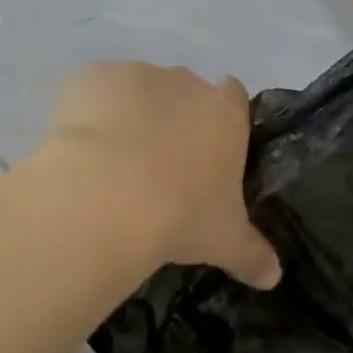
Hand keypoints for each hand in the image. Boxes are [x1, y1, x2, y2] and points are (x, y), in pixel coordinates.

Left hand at [44, 61, 281, 288]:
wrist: (105, 196)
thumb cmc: (179, 214)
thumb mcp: (224, 241)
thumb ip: (253, 254)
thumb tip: (274, 277)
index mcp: (224, 112)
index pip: (233, 96)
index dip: (220, 118)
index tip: (206, 149)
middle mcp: (184, 83)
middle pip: (183, 91)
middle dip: (171, 119)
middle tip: (155, 166)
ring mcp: (136, 75)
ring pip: (136, 89)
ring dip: (128, 114)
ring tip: (109, 164)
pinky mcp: (90, 77)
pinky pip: (92, 90)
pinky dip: (86, 112)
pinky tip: (78, 150)